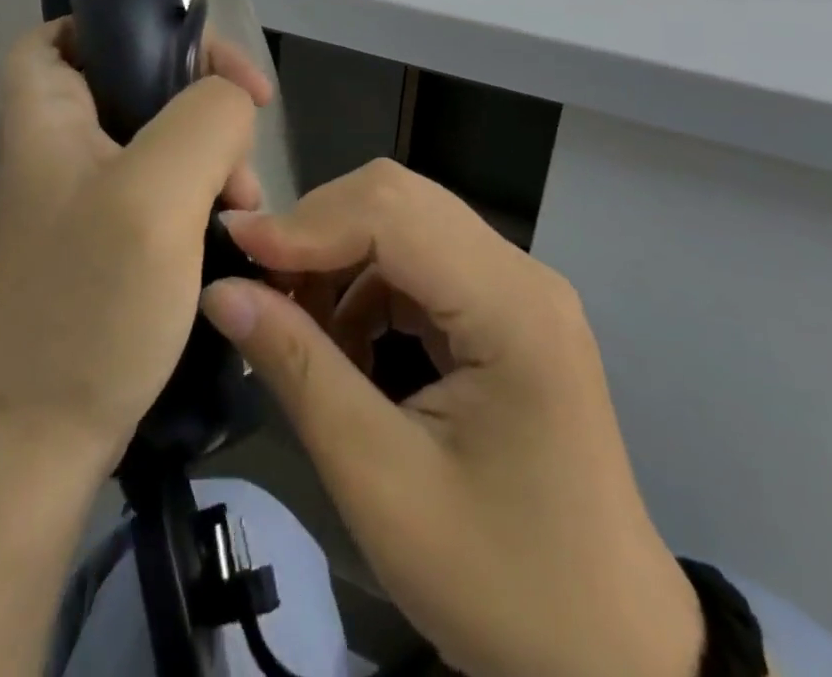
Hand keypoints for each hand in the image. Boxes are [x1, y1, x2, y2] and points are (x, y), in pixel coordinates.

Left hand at [0, 19, 273, 474]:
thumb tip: (234, 103)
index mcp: (45, 112)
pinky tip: (226, 237)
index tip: (204, 63)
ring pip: (162, 137)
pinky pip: (164, 188)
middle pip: (137, 81)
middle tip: (239, 154)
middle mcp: (57, 143)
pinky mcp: (105, 238)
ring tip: (239, 211)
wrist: (40, 444)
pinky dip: (200, 200)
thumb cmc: (88, 305)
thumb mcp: (156, 194)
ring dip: (211, 162)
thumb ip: (206, 120)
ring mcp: (82, 194)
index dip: (134, 26)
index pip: (72, 28)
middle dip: (200, 107)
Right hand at [201, 161, 704, 676]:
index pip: (392, 211)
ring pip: (403, 223)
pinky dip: (364, 283)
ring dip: (337, 257)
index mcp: (511, 306)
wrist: (609, 654)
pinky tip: (343, 342)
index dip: (305, 222)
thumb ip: (299, 370)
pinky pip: (418, 261)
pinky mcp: (504, 309)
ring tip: (293, 321)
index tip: (234, 251)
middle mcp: (521, 273)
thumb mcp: (381, 482)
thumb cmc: (501, 582)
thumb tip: (222, 290)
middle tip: (259, 287)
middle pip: (397, 200)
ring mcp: (517, 287)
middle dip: (317, 232)